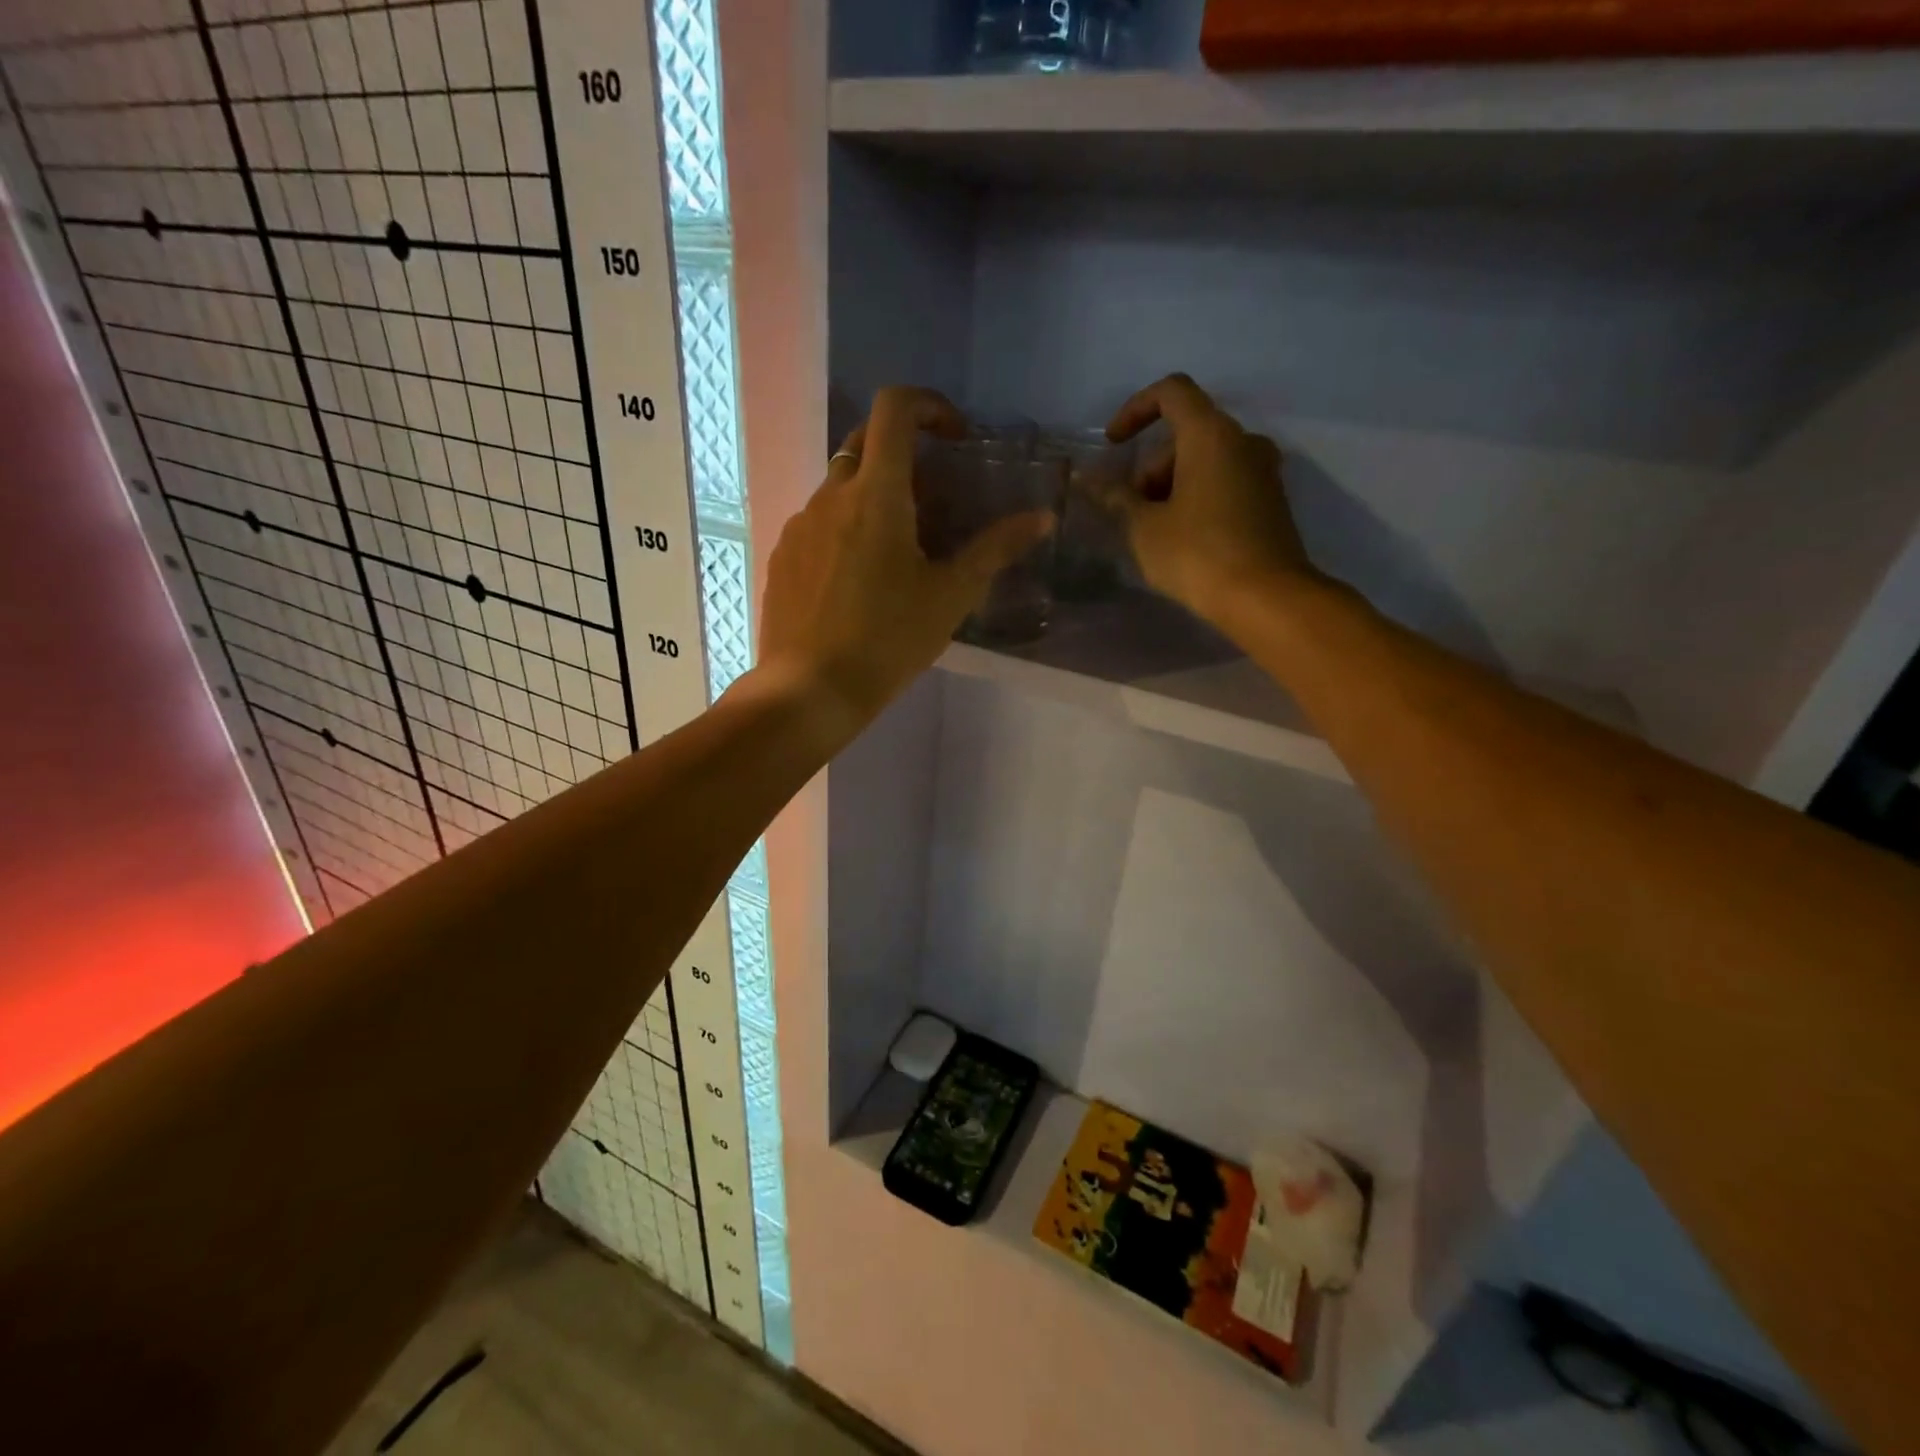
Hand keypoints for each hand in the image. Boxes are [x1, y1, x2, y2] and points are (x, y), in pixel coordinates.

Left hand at [755, 386, 1053, 737]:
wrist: (810, 690)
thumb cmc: (887, 640)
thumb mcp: (950, 596)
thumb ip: (995, 549)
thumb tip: (1042, 518)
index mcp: (876, 494)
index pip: (894, 409)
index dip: (928, 405)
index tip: (953, 437)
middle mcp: (831, 495)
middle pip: (865, 442)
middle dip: (902, 454)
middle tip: (931, 500)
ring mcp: (799, 525)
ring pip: (840, 487)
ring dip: (872, 498)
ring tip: (896, 551)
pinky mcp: (782, 556)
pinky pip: (817, 523)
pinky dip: (844, 529)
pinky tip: (857, 580)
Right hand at [1105, 374, 1320, 629]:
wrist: (1266, 599)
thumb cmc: (1198, 555)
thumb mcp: (1144, 528)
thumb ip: (1115, 497)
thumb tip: (1086, 479)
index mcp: (1211, 435)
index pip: (1172, 392)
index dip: (1135, 410)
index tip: (1113, 445)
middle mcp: (1243, 441)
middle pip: (1187, 433)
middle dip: (1151, 466)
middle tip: (1133, 511)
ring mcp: (1263, 471)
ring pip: (1207, 460)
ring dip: (1172, 484)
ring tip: (1154, 530)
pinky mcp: (1271, 501)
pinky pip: (1225, 482)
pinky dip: (1198, 496)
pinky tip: (1183, 538)